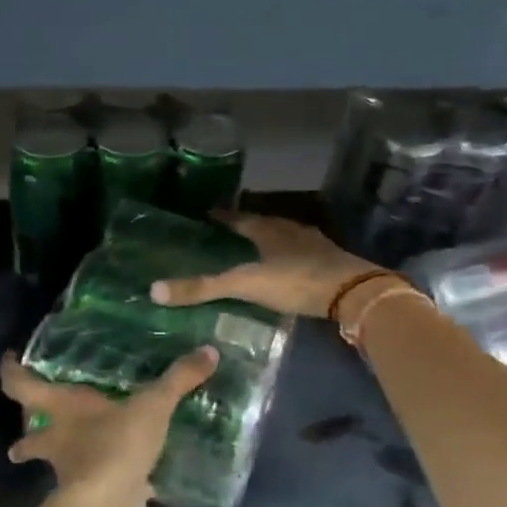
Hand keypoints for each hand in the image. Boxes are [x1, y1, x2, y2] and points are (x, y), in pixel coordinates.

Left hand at [0, 347, 218, 506]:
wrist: (109, 504)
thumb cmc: (116, 443)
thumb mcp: (153, 404)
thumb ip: (178, 378)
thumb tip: (209, 351)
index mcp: (61, 408)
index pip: (21, 385)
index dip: (11, 371)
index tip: (8, 360)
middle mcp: (56, 439)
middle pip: (29, 434)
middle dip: (26, 432)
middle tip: (31, 422)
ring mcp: (68, 472)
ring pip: (55, 462)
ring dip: (59, 458)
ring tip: (72, 453)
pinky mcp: (87, 498)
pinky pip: (93, 485)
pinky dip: (104, 482)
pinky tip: (125, 481)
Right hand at [148, 214, 380, 320]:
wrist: (352, 292)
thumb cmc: (295, 281)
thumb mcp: (245, 284)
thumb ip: (203, 288)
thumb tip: (154, 290)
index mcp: (268, 229)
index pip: (239, 217)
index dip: (223, 216)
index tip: (208, 214)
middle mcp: (290, 230)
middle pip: (264, 223)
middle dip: (247, 226)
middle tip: (229, 232)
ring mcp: (314, 244)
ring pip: (286, 236)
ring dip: (270, 240)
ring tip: (255, 249)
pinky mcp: (330, 261)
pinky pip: (303, 252)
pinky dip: (290, 256)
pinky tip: (287, 267)